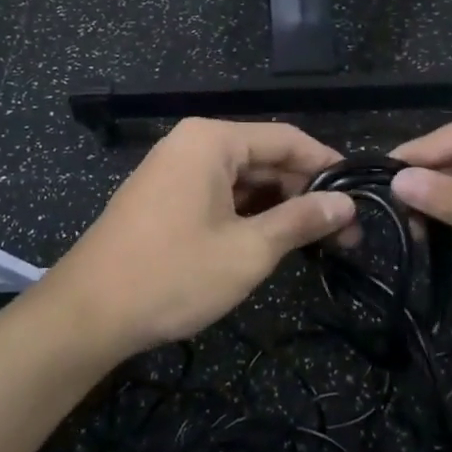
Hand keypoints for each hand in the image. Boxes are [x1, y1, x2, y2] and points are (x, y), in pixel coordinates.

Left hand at [46, 118, 356, 356]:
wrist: (89, 312)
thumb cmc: (173, 275)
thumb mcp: (248, 250)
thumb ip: (301, 220)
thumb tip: (346, 204)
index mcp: (212, 140)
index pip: (287, 138)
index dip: (328, 166)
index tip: (362, 197)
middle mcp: (191, 144)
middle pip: (264, 157)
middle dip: (304, 193)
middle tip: (345, 234)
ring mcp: (173, 170)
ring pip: (241, 180)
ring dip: (278, 208)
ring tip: (317, 243)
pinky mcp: (163, 198)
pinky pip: (217, 195)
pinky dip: (247, 215)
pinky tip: (272, 242)